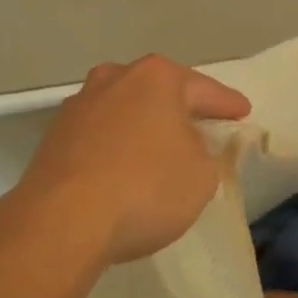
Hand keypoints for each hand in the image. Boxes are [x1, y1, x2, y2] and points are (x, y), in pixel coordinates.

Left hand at [14, 55, 251, 265]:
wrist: (62, 220)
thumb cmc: (145, 189)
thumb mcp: (202, 175)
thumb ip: (207, 152)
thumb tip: (190, 145)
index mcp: (156, 78)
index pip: (204, 89)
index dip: (227, 104)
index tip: (243, 112)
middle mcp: (114, 78)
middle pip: (158, 91)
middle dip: (180, 109)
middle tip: (202, 127)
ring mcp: (79, 104)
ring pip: (124, 110)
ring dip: (143, 126)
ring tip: (160, 149)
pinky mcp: (55, 135)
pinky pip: (100, 134)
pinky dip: (116, 146)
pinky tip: (123, 168)